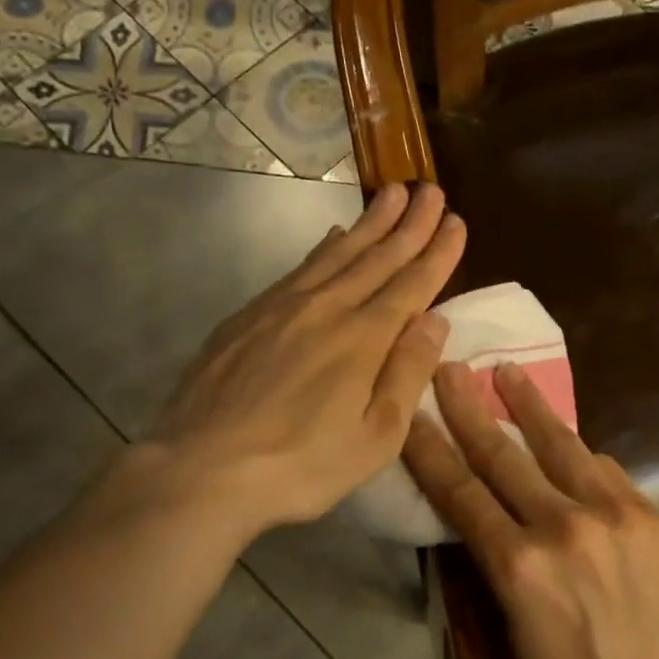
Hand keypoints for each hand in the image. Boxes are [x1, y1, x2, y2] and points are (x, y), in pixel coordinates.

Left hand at [147, 182, 465, 539]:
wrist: (202, 468)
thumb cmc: (301, 465)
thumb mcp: (375, 438)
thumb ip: (407, 374)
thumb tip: (435, 320)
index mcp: (363, 339)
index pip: (411, 285)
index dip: (437, 252)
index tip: (457, 222)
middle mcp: (327, 309)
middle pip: (377, 257)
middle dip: (409, 223)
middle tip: (432, 190)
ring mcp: (283, 307)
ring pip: (337, 253)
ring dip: (369, 223)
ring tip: (391, 193)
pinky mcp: (249, 315)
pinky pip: (299, 268)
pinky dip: (323, 247)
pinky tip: (332, 236)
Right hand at [403, 361, 658, 658]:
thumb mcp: (515, 641)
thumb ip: (498, 573)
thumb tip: (488, 526)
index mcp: (518, 568)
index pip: (459, 492)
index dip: (429, 448)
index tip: (411, 411)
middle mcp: (561, 526)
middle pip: (502, 454)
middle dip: (469, 408)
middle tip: (450, 368)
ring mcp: (612, 514)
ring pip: (559, 444)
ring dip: (528, 405)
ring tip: (508, 371)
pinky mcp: (651, 515)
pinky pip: (605, 469)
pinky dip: (579, 452)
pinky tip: (568, 438)